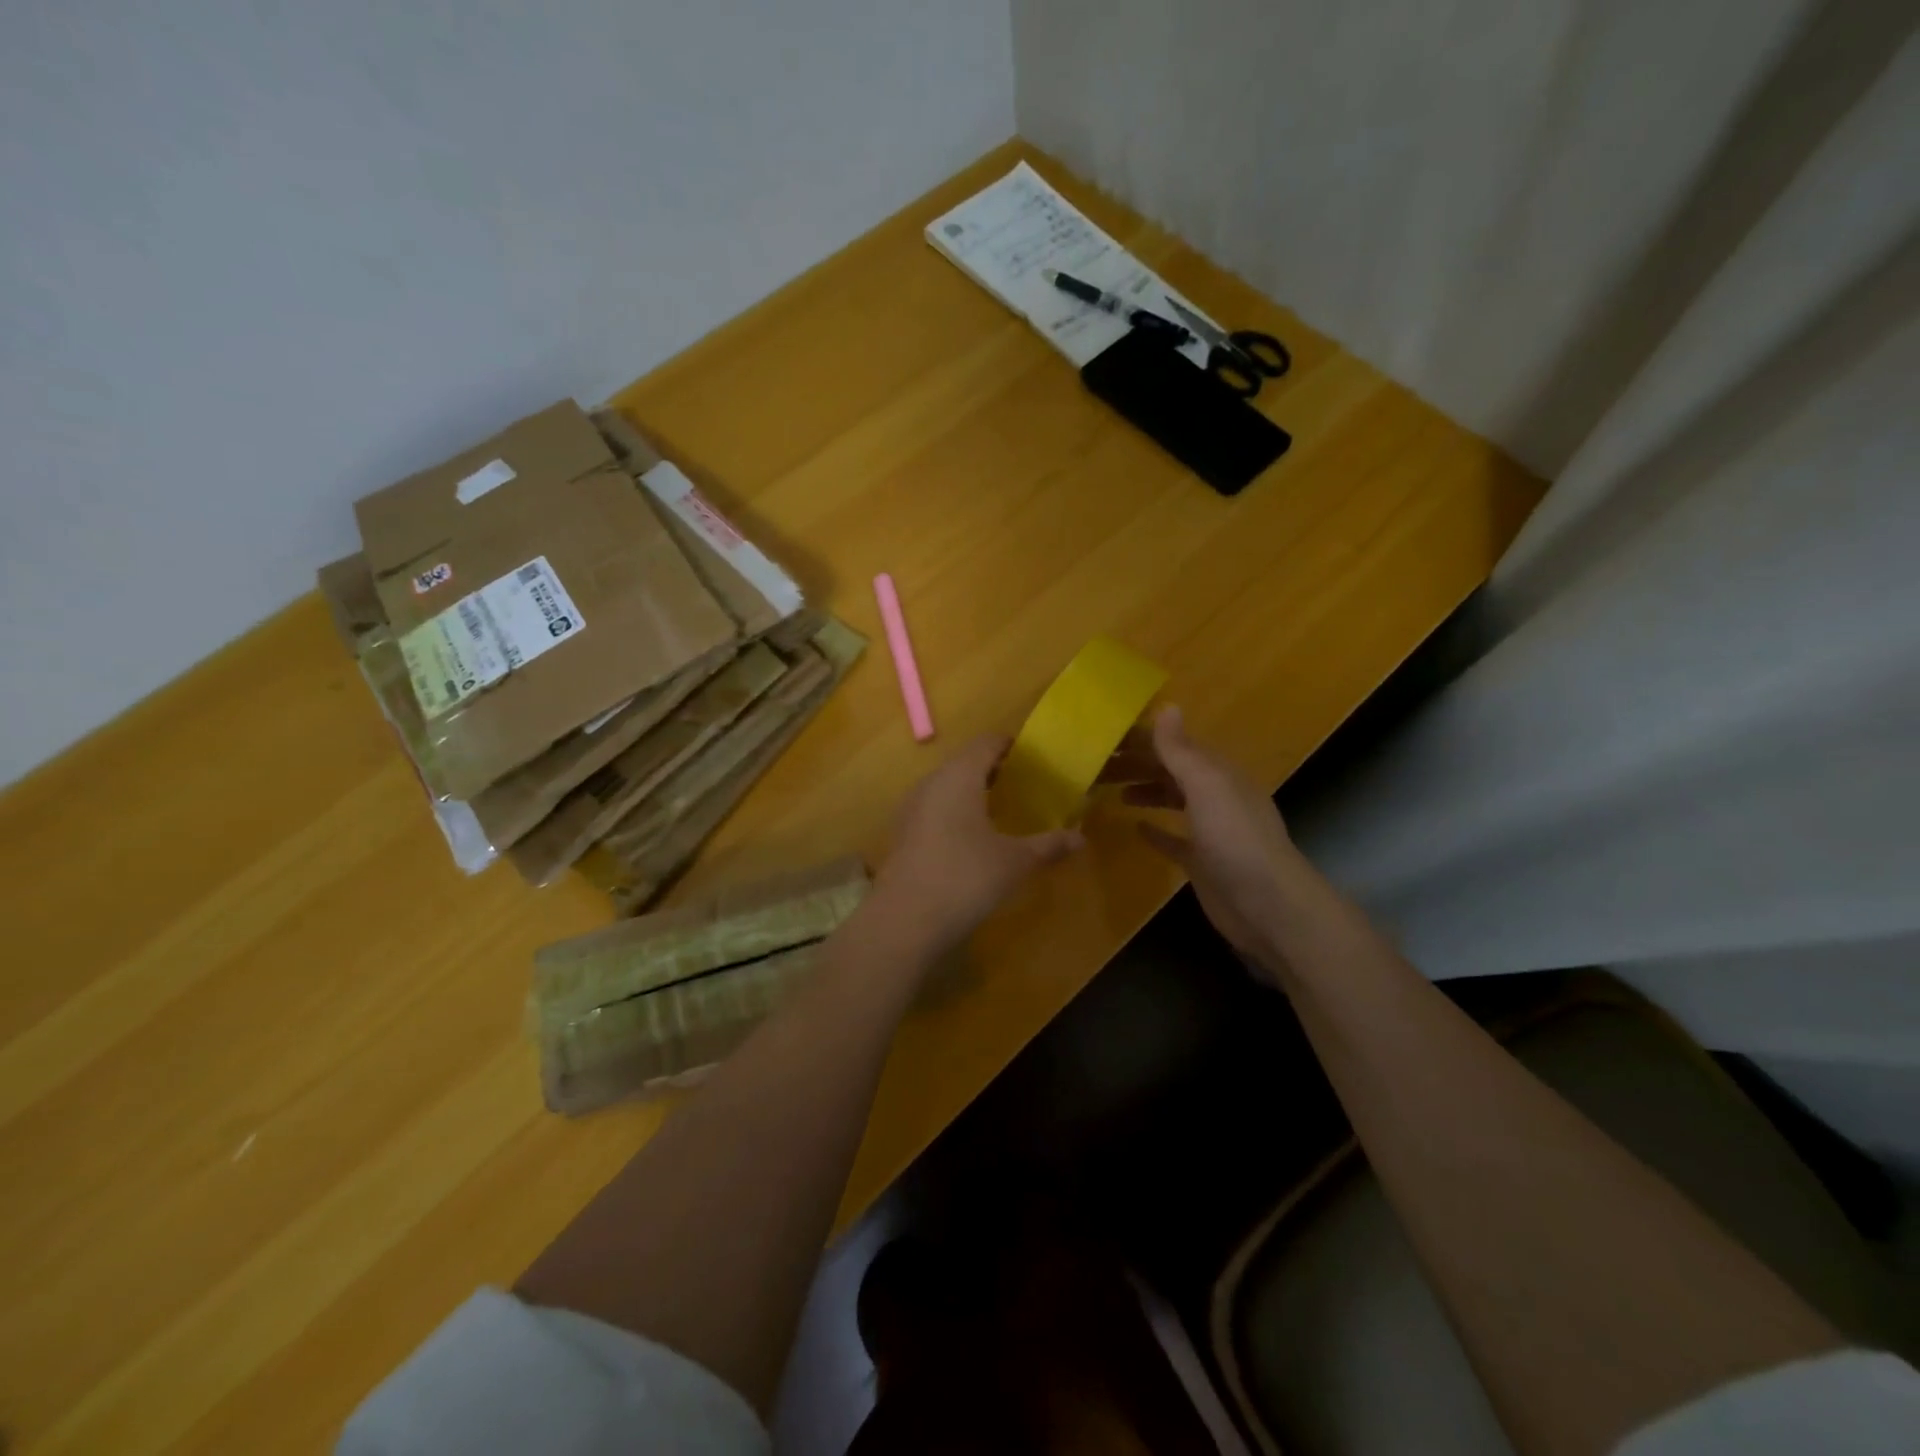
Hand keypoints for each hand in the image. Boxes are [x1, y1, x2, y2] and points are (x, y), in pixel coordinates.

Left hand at [874, 735, 1084, 957]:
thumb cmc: (965, 878)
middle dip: (996, 770)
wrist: (904, 921)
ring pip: (948, 786)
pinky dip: (957, 813)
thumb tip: (1081, 838)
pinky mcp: (903, 834)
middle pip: (966, 762)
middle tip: (1027, 785)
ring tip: (1004, 811)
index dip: (1012, 745)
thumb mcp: (1015, 862)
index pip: (987, 742)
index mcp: (959, 776)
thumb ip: (1048, 845)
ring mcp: (912, 808)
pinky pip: (935, 809)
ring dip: (975, 792)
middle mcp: (932, 783)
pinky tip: (974, 839)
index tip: (1036, 758)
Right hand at [1114, 706, 1301, 973]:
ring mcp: (1209, 830)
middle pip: (1169, 771)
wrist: (1266, 905)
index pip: (1174, 745)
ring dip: (1143, 791)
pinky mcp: (1201, 861)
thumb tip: (1166, 705)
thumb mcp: (1207, 786)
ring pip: (1170, 800)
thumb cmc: (1234, 839)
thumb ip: (1182, 750)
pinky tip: (1135, 827)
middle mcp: (1214, 795)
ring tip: (1107, 790)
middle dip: (1135, 764)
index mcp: (1217, 773)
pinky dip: (1155, 830)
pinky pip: (1173, 839)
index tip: (1102, 737)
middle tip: (1094, 766)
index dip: (1141, 739)